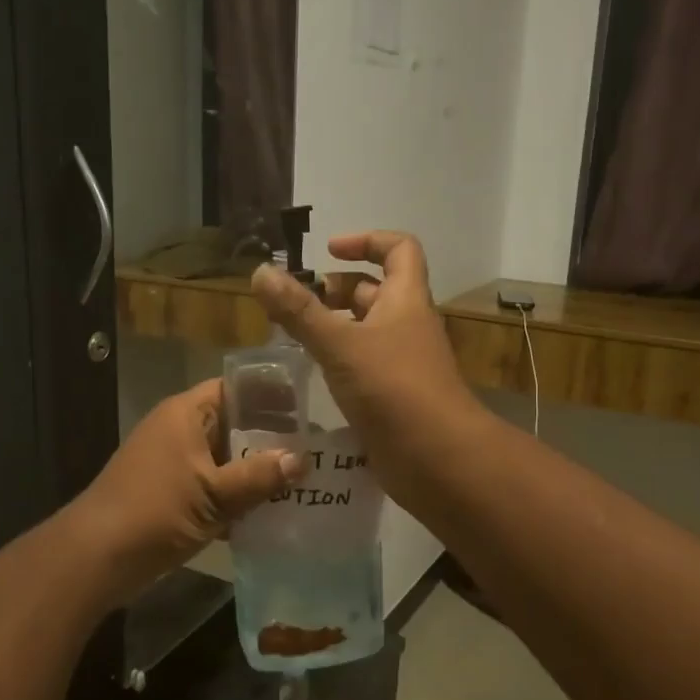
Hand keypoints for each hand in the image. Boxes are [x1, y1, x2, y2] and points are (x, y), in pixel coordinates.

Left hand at [69, 379, 306, 601]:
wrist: (96, 557)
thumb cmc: (155, 511)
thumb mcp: (215, 494)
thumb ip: (259, 476)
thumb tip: (302, 460)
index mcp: (186, 414)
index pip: (235, 389)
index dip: (269, 396)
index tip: (306, 410)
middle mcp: (179, 431)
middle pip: (234, 425)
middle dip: (270, 439)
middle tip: (313, 450)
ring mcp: (174, 464)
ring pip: (225, 459)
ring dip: (255, 471)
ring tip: (300, 481)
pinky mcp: (172, 494)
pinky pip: (214, 486)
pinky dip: (237, 496)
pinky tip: (269, 512)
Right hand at [251, 231, 478, 493]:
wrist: (437, 458)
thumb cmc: (393, 388)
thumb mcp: (340, 344)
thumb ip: (299, 310)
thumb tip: (262, 271)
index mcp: (405, 300)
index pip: (399, 249)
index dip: (366, 241)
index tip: (327, 252)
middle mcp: (407, 325)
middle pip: (375, 292)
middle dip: (336, 291)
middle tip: (295, 305)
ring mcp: (402, 363)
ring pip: (366, 332)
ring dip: (333, 328)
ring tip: (292, 338)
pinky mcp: (393, 396)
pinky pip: (363, 366)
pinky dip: (338, 362)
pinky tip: (310, 374)